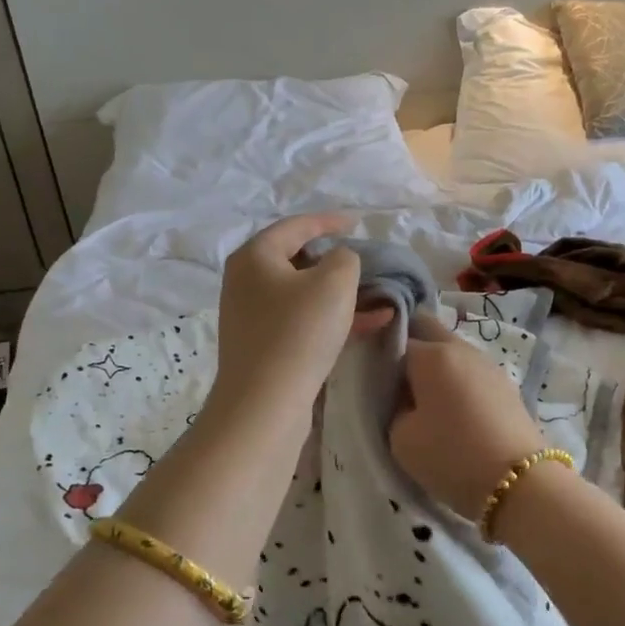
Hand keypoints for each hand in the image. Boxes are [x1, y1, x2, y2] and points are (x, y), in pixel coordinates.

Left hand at [208, 213, 374, 422]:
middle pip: (297, 260)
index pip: (296, 226)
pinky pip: (303, 322)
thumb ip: (345, 258)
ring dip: (341, 294)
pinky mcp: (264, 347)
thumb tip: (339, 261)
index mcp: (255, 256)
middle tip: (366, 262)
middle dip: (336, 261)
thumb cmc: (299, 332)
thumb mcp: (334, 282)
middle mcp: (246, 281)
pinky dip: (334, 319)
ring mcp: (253, 317)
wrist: (265, 404)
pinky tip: (372, 324)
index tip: (358, 222)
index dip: (329, 221)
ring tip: (378, 295)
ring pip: (304, 294)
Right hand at [390, 315, 550, 522]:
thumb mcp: (400, 438)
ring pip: (453, 352)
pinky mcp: (507, 386)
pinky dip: (459, 383)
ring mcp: (489, 365)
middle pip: (428, 331)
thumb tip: (403, 399)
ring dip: (437, 368)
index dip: (381, 360)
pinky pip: (471, 373)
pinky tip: (456, 413)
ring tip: (428, 404)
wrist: (521, 484)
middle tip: (398, 385)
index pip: (395, 341)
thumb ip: (394, 409)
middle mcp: (462, 349)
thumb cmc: (452, 456)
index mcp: (432, 354)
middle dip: (410, 348)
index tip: (376, 383)